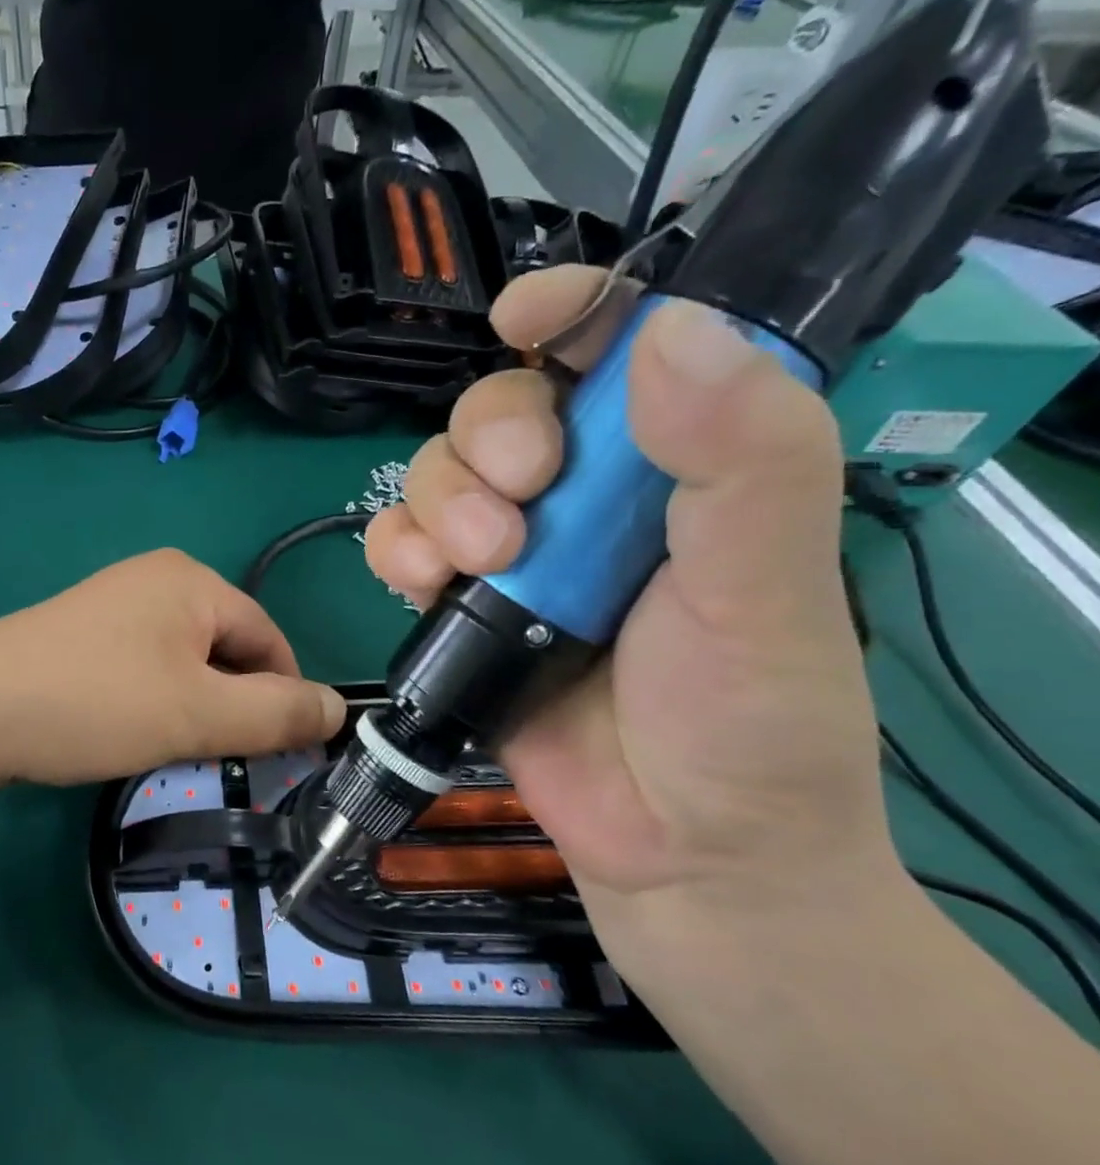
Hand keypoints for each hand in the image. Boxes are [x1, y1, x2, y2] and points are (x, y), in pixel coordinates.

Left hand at [0, 549, 345, 790]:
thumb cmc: (95, 703)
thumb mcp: (198, 714)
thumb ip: (277, 713)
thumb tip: (340, 709)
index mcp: (192, 580)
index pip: (270, 638)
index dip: (282, 698)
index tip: (273, 754)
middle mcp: (155, 578)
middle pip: (227, 648)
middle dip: (231, 705)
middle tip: (210, 754)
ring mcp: (113, 603)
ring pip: (186, 662)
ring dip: (193, 708)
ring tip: (165, 746)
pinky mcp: (82, 632)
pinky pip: (145, 665)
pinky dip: (154, 700)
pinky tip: (127, 730)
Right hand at [364, 267, 898, 972]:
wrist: (678, 850)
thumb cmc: (748, 722)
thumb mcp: (768, 588)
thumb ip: (745, 461)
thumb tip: (671, 334)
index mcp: (677, 467)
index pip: (619, 353)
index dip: (572, 314)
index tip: (524, 317)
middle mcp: (586, 498)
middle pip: (499, 410)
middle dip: (490, 437)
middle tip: (522, 495)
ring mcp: (514, 555)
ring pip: (436, 475)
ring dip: (438, 501)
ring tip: (476, 563)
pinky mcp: (458, 607)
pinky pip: (398, 546)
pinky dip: (395, 549)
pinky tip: (421, 581)